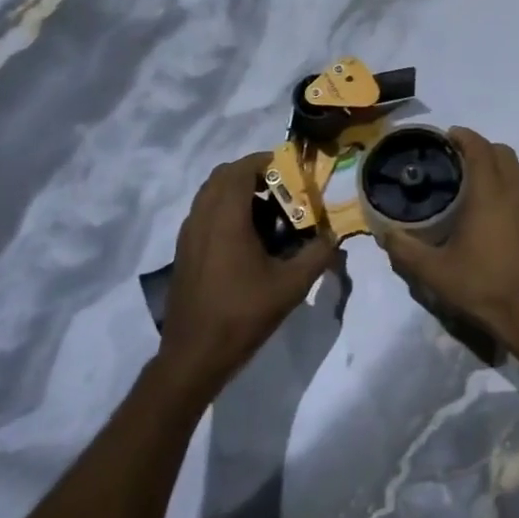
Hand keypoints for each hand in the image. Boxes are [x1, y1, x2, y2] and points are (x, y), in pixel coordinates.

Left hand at [155, 154, 336, 400]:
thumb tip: (334, 236)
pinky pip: (203, 214)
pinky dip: (224, 210)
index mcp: (226, 218)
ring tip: (267, 211)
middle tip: (281, 187)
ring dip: (237, 191)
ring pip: (210, 194)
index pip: (241, 169)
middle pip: (222, 176)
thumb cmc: (243, 314)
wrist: (194, 356)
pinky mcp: (183, 252)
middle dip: (252, 173)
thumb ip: (318, 254)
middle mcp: (202, 218)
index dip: (266, 160)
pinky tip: (247, 238)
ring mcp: (188, 235)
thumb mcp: (291, 285)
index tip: (291, 168)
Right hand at [376, 128, 518, 354]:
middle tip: (456, 159)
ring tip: (474, 179)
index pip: (479, 147)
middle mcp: (515, 190)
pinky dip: (509, 182)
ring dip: (497, 163)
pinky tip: (494, 207)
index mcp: (490, 192)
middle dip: (480, 147)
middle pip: (502, 151)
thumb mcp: (435, 272)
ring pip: (518, 168)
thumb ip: (405, 249)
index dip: (463, 136)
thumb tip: (384, 232)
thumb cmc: (483, 286)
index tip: (446, 137)